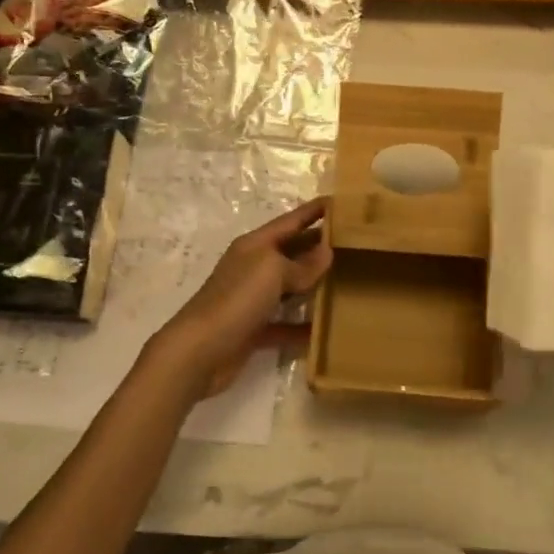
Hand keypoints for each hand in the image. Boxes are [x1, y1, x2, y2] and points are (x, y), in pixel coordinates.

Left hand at [151, 199, 331, 398]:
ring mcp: (253, 300)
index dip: (314, 211)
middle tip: (355, 245)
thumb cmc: (236, 299)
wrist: (198, 351)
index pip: (291, 221)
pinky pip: (284, 325)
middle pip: (292, 252)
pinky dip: (302, 327)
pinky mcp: (253, 330)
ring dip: (314, 287)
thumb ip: (302, 264)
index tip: (341, 202)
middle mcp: (254, 267)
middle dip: (319, 247)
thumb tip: (327, 252)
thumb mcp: (272, 271)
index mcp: (256, 245)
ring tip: (348, 283)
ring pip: (290, 288)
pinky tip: (324, 331)